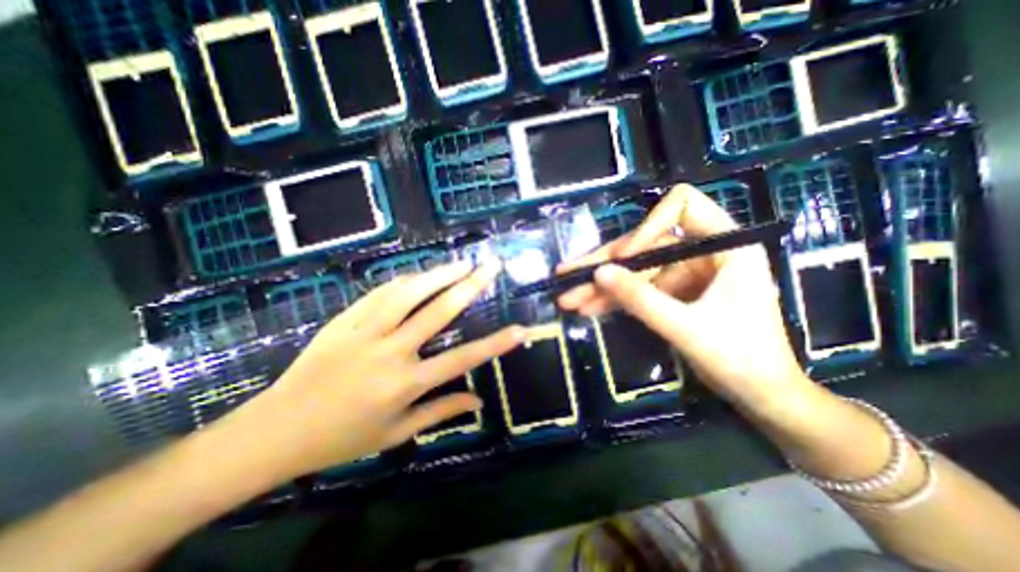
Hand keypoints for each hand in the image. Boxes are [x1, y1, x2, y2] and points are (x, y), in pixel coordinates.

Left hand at [226, 258, 519, 482]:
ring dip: (438, 274)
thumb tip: (479, 401)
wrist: (276, 430)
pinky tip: (420, 274)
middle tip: (489, 268)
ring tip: (461, 262)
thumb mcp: (396, 433)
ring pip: (407, 293)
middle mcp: (390, 352)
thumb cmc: (343, 437)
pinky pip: (379, 294)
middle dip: (469, 287)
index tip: (521, 329)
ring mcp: (364, 332)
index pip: (462, 359)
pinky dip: (404, 281)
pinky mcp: (344, 321)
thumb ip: (440, 412)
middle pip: (437, 312)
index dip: (495, 344)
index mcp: (405, 384)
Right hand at [555, 186, 810, 413]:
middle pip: (643, 245)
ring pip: (634, 270)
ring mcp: (684, 272)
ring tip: (568, 299)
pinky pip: (637, 289)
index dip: (647, 227)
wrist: (759, 395)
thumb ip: (642, 299)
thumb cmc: (740, 358)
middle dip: (605, 265)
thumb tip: (599, 273)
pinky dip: (613, 299)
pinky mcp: (672, 292)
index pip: (682, 206)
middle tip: (567, 276)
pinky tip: (588, 307)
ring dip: (602, 287)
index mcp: (725, 245)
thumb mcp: (686, 327)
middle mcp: (702, 251)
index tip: (623, 258)